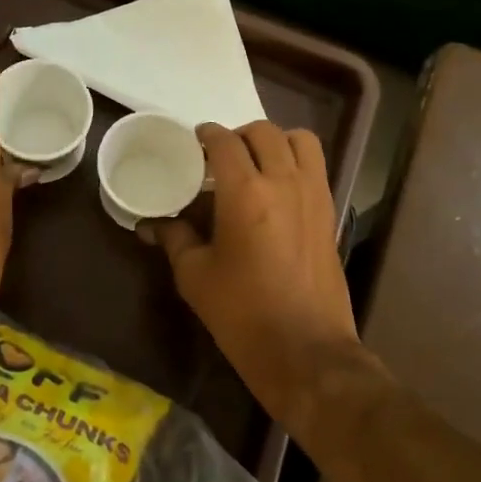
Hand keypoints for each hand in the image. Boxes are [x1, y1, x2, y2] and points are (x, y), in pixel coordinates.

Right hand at [147, 122, 359, 425]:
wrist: (305, 350)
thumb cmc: (242, 314)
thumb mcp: (195, 276)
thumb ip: (174, 239)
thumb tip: (150, 225)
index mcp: (245, 192)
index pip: (225, 142)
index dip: (207, 134)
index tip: (195, 141)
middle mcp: (283, 181)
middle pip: (264, 132)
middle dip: (239, 135)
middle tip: (221, 155)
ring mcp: (313, 194)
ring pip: (299, 141)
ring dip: (275, 141)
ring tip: (256, 162)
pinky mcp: (330, 212)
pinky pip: (316, 166)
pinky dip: (296, 160)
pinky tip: (278, 187)